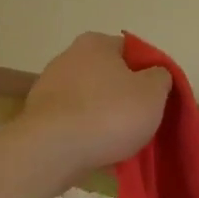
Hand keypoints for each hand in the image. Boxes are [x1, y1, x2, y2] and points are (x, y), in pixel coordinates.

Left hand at [14, 33, 171, 179]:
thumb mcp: (153, 92)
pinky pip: (73, 123)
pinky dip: (86, 134)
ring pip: (90, 101)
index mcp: (96, 44)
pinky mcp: (37, 119)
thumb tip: (155, 75)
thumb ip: (161, 77)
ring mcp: (48, 88)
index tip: (158, 96)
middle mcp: (68, 58)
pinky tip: (97, 151)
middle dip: (125, 96)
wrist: (51, 153)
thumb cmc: (109, 113)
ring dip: (105, 117)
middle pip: (109, 76)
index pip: (132, 51)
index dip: (149, 73)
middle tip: (142, 119)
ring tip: (121, 142)